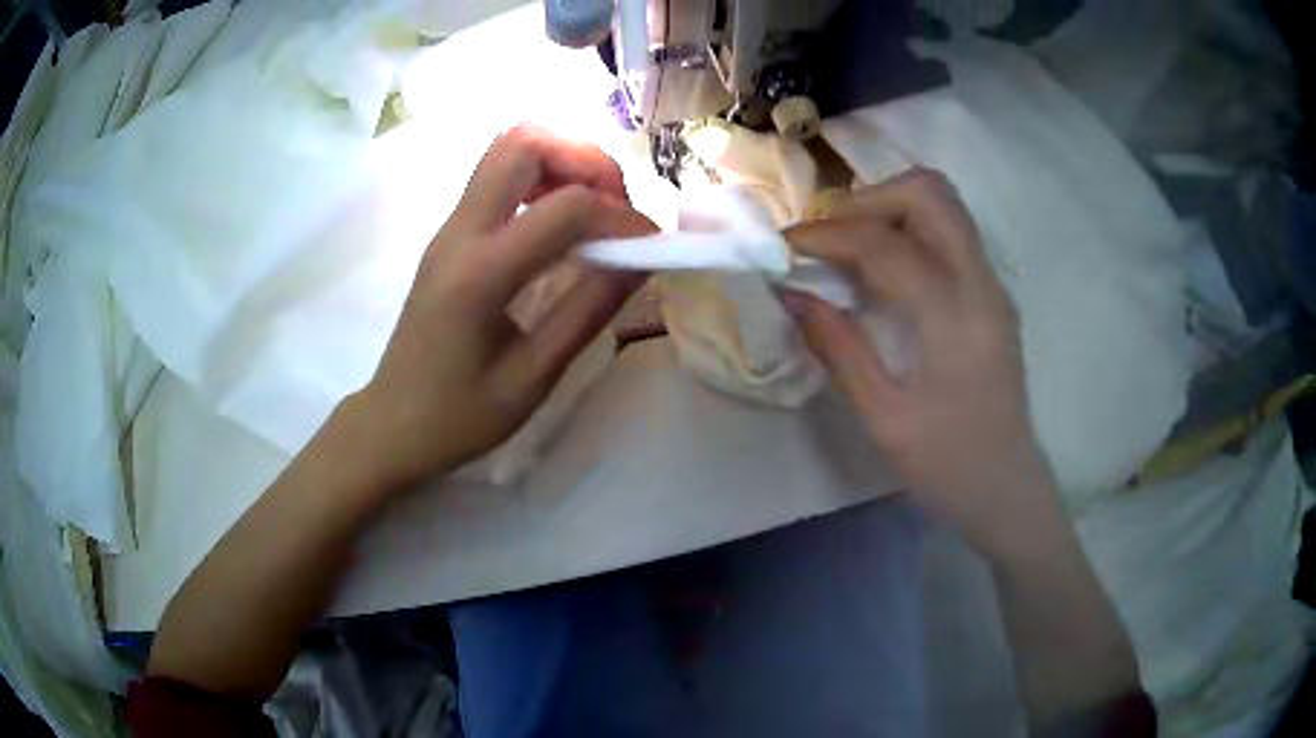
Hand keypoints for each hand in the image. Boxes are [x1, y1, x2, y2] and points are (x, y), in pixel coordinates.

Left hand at [347, 125, 656, 489]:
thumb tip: (641, 260)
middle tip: (615, 207)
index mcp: (478, 274)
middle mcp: (459, 233)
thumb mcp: (533, 378)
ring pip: (508, 148)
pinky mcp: (451, 234)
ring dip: (563, 163)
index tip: (651, 247)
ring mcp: (449, 227)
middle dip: (586, 160)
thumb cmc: (458, 417)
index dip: (621, 216)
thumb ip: (588, 312)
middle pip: (524, 142)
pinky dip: (542, 179)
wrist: (392, 424)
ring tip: (594, 212)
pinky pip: (499, 176)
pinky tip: (561, 227)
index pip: (563, 207)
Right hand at [781, 169, 1053, 555]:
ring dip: (890, 207)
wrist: (1008, 490)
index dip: (827, 235)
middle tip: (826, 237)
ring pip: (944, 203)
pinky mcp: (992, 294)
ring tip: (849, 244)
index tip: (783, 244)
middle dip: (866, 201)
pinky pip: (950, 231)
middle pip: (928, 193)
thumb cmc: (948, 467)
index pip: (885, 244)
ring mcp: (992, 285)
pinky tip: (882, 266)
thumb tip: (790, 294)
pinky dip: (909, 227)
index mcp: (955, 319)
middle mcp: (981, 284)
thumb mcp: (884, 419)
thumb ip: (839, 348)